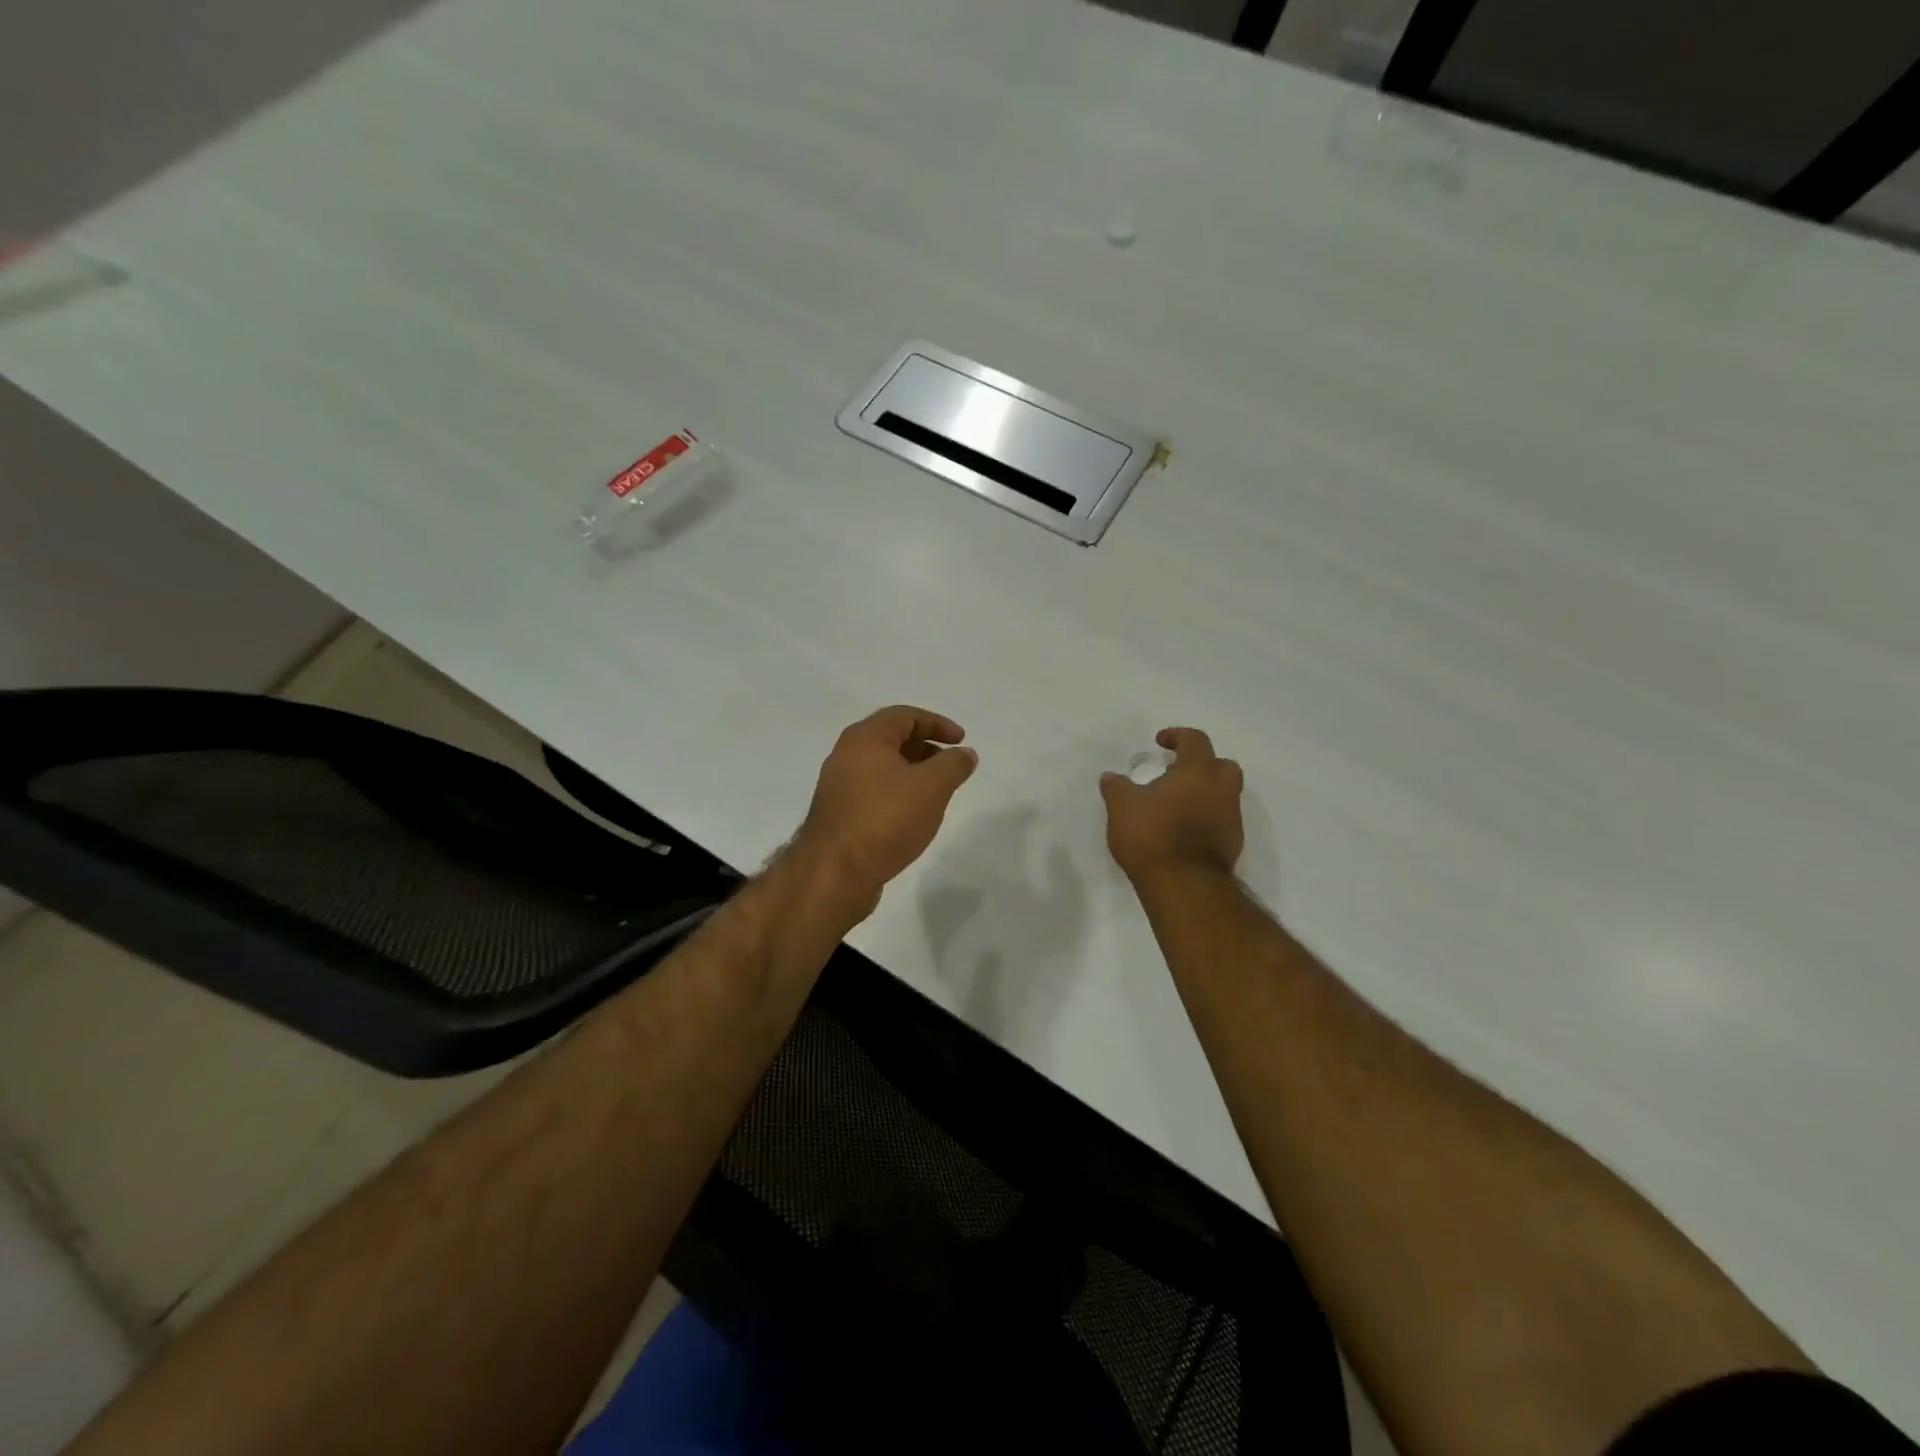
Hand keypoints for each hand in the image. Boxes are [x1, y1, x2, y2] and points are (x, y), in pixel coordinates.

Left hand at [793, 705, 978, 912]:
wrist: (835, 872)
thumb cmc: (886, 819)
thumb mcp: (932, 787)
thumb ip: (953, 765)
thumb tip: (965, 753)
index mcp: (864, 739)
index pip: (904, 715)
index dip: (937, 723)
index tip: (961, 740)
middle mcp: (845, 755)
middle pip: (891, 739)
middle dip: (925, 748)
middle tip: (950, 765)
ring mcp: (838, 786)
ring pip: (882, 768)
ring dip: (912, 773)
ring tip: (936, 793)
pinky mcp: (838, 814)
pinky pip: (873, 791)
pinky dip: (897, 793)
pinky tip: (912, 815)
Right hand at [1100, 727, 1243, 880]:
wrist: (1184, 885)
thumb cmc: (1152, 836)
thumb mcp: (1121, 807)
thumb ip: (1116, 787)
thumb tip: (1111, 776)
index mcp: (1198, 771)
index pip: (1195, 740)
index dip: (1177, 736)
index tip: (1160, 742)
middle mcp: (1222, 790)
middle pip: (1222, 766)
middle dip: (1203, 764)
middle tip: (1179, 773)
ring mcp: (1231, 819)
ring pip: (1224, 795)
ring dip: (1205, 794)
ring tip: (1177, 805)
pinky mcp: (1232, 845)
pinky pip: (1221, 821)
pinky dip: (1206, 819)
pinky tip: (1184, 831)